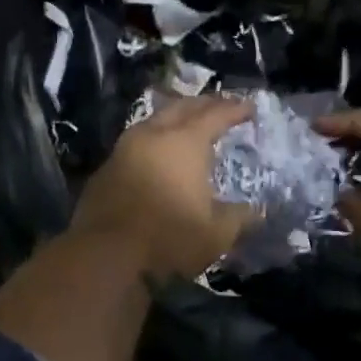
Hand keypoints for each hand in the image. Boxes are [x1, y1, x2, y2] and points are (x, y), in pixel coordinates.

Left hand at [72, 96, 254, 280]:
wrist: (105, 256)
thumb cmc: (168, 239)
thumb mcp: (216, 234)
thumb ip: (239, 218)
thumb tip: (255, 212)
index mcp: (185, 142)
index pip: (215, 114)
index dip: (235, 109)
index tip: (250, 108)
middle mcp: (152, 136)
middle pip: (180, 108)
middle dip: (203, 104)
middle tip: (219, 108)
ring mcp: (123, 151)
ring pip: (152, 122)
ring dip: (173, 120)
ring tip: (187, 128)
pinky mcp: (104, 170)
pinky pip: (134, 145)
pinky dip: (152, 144)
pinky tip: (156, 158)